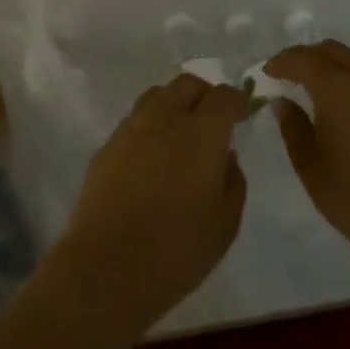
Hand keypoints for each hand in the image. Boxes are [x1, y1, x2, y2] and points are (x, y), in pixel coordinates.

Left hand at [50, 74, 249, 342]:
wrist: (107, 265)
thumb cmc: (178, 249)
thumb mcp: (225, 223)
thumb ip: (233, 180)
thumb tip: (225, 155)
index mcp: (201, 132)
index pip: (223, 96)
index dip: (237, 100)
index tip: (243, 114)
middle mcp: (164, 118)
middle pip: (186, 84)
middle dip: (205, 95)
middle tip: (214, 120)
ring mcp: (130, 128)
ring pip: (157, 96)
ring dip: (175, 104)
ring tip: (182, 134)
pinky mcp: (106, 145)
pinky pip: (135, 121)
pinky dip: (151, 126)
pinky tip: (153, 157)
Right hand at [265, 41, 349, 291]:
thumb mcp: (309, 165)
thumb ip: (293, 127)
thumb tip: (283, 102)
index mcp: (337, 90)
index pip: (303, 59)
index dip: (281, 62)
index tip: (267, 74)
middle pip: (331, 51)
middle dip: (306, 57)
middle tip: (287, 75)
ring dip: (330, 65)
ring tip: (313, 87)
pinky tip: (343, 104)